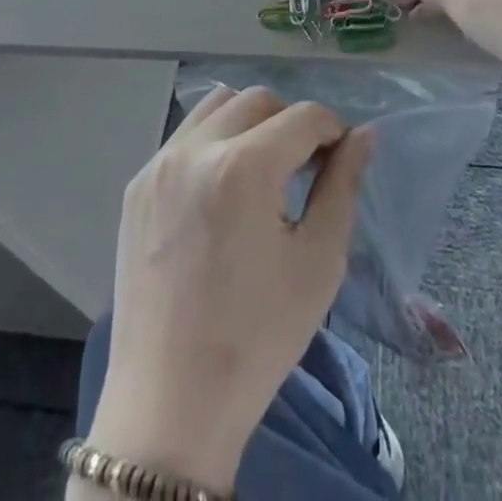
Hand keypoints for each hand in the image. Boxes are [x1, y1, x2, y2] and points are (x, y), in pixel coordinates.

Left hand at [89, 86, 372, 492]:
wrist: (170, 403)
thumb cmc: (258, 337)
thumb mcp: (318, 262)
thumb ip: (343, 186)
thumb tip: (363, 136)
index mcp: (243, 168)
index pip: (303, 116)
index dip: (332, 130)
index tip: (340, 160)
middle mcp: (195, 150)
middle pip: (258, 99)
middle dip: (291, 122)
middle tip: (303, 168)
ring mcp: (159, 164)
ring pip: (216, 106)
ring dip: (249, 122)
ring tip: (261, 171)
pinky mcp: (138, 185)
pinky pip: (184, 137)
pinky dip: (213, 143)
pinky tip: (221, 192)